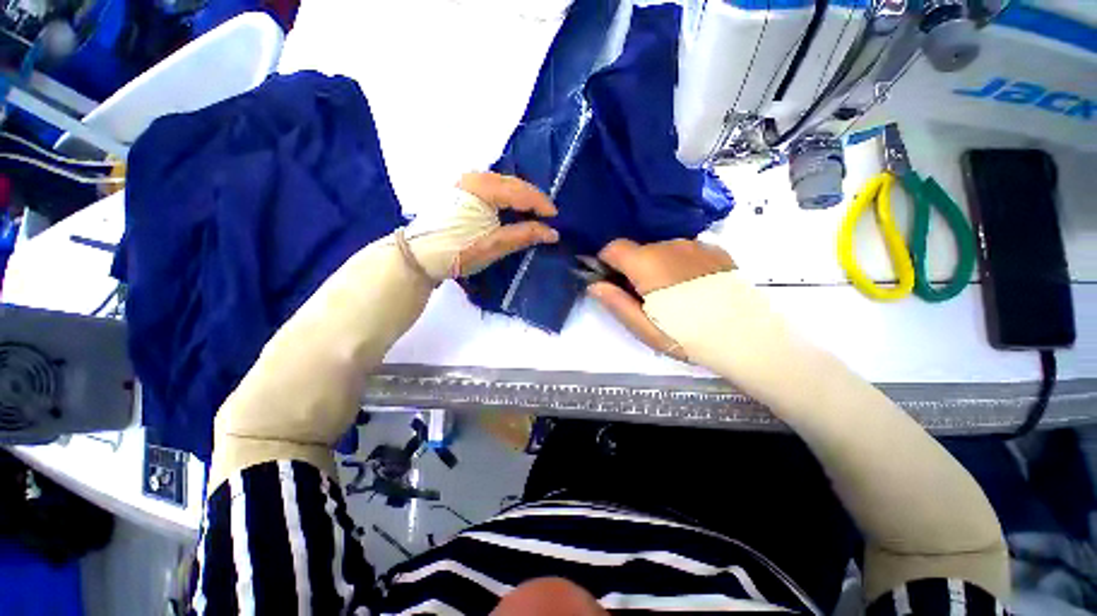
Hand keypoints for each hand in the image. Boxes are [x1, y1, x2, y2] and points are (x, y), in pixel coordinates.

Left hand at [455, 172, 560, 274]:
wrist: (419, 256)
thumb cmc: (458, 251)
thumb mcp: (495, 244)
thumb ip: (525, 235)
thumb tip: (553, 233)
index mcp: (483, 187)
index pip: (521, 191)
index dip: (541, 204)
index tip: (555, 218)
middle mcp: (474, 176)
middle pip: (512, 184)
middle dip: (532, 199)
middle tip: (546, 216)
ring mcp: (464, 181)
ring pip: (502, 185)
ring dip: (519, 198)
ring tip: (532, 214)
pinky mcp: (459, 189)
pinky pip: (491, 188)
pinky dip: (505, 198)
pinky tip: (511, 210)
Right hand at [587, 239, 734, 360]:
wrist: (746, 336)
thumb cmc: (687, 335)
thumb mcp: (644, 328)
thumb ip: (615, 302)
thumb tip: (594, 284)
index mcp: (646, 263)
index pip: (613, 247)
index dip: (606, 262)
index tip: (612, 282)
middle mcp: (669, 245)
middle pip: (638, 250)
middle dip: (634, 269)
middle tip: (646, 298)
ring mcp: (695, 245)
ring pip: (662, 250)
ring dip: (658, 266)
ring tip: (675, 295)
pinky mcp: (715, 250)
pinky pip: (686, 252)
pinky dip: (680, 264)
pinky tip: (694, 288)